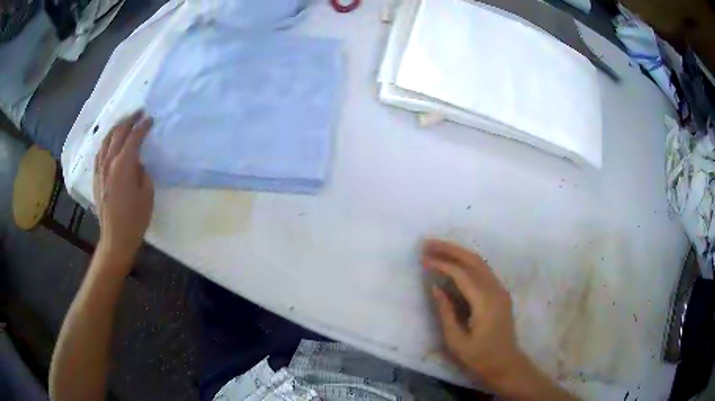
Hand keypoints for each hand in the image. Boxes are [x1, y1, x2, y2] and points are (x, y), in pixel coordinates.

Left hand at [93, 111, 153, 266]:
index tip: (150, 120)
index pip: (133, 138)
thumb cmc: (135, 218)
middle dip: (129, 121)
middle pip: (118, 134)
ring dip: (116, 128)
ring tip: (124, 123)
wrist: (116, 238)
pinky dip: (106, 142)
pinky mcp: (96, 178)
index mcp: (123, 165)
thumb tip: (137, 163)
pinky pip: (99, 153)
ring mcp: (100, 170)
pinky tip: (109, 142)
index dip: (142, 127)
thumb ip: (142, 172)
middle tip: (139, 113)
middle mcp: (109, 163)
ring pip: (106, 141)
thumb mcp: (147, 193)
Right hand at [422, 239, 526, 390]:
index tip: (422, 259)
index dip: (441, 264)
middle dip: (450, 249)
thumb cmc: (479, 357)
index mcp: (485, 302)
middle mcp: (496, 290)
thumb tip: (435, 287)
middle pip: (473, 260)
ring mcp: (500, 290)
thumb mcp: (456, 340)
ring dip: (458, 253)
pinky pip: (483, 271)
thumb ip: (445, 312)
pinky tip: (453, 264)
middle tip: (427, 244)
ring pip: (479, 262)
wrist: (505, 364)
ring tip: (437, 249)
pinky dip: (466, 263)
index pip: (462, 274)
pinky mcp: (500, 294)